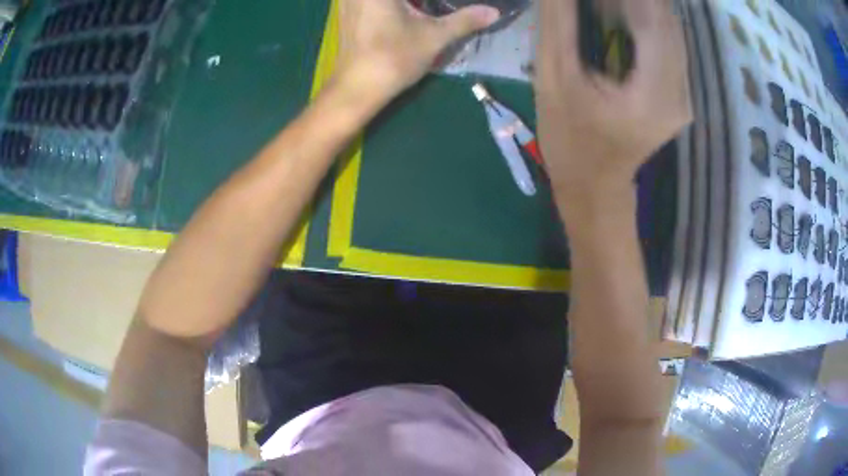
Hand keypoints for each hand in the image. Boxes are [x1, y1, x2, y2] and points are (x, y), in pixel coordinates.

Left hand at [333, 0, 499, 102]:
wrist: (356, 89)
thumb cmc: (393, 59)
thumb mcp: (434, 37)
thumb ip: (465, 20)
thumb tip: (494, 12)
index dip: (429, 4)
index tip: (438, 8)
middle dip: (423, 4)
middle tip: (436, 9)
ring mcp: (349, 1)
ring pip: (386, 0)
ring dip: (406, 5)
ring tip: (422, 11)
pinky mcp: (347, 12)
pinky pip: (370, 2)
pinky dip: (391, 6)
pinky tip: (406, 12)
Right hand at [535, 0, 691, 201]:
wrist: (595, 185)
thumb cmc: (569, 140)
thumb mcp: (554, 78)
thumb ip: (560, 22)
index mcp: (652, 94)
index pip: (652, 17)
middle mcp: (681, 93)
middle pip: (666, 18)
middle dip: (637, 0)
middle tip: (597, 3)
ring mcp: (685, 94)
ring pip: (671, 27)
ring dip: (640, 6)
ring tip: (606, 6)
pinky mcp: (680, 93)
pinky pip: (670, 42)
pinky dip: (646, 19)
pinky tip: (619, 13)